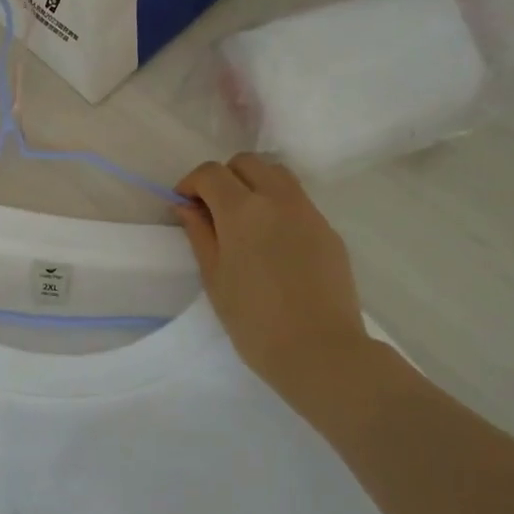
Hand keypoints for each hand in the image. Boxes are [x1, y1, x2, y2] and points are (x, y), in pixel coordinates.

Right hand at [175, 154, 374, 400]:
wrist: (320, 350)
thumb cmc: (255, 321)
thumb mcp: (215, 278)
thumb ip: (199, 234)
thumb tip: (187, 207)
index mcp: (242, 211)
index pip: (211, 173)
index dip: (191, 183)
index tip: (184, 205)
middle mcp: (278, 200)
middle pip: (247, 162)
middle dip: (224, 178)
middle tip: (213, 210)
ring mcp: (308, 212)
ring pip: (277, 174)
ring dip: (254, 183)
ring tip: (244, 219)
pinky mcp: (328, 229)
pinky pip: (298, 200)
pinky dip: (278, 205)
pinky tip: (272, 241)